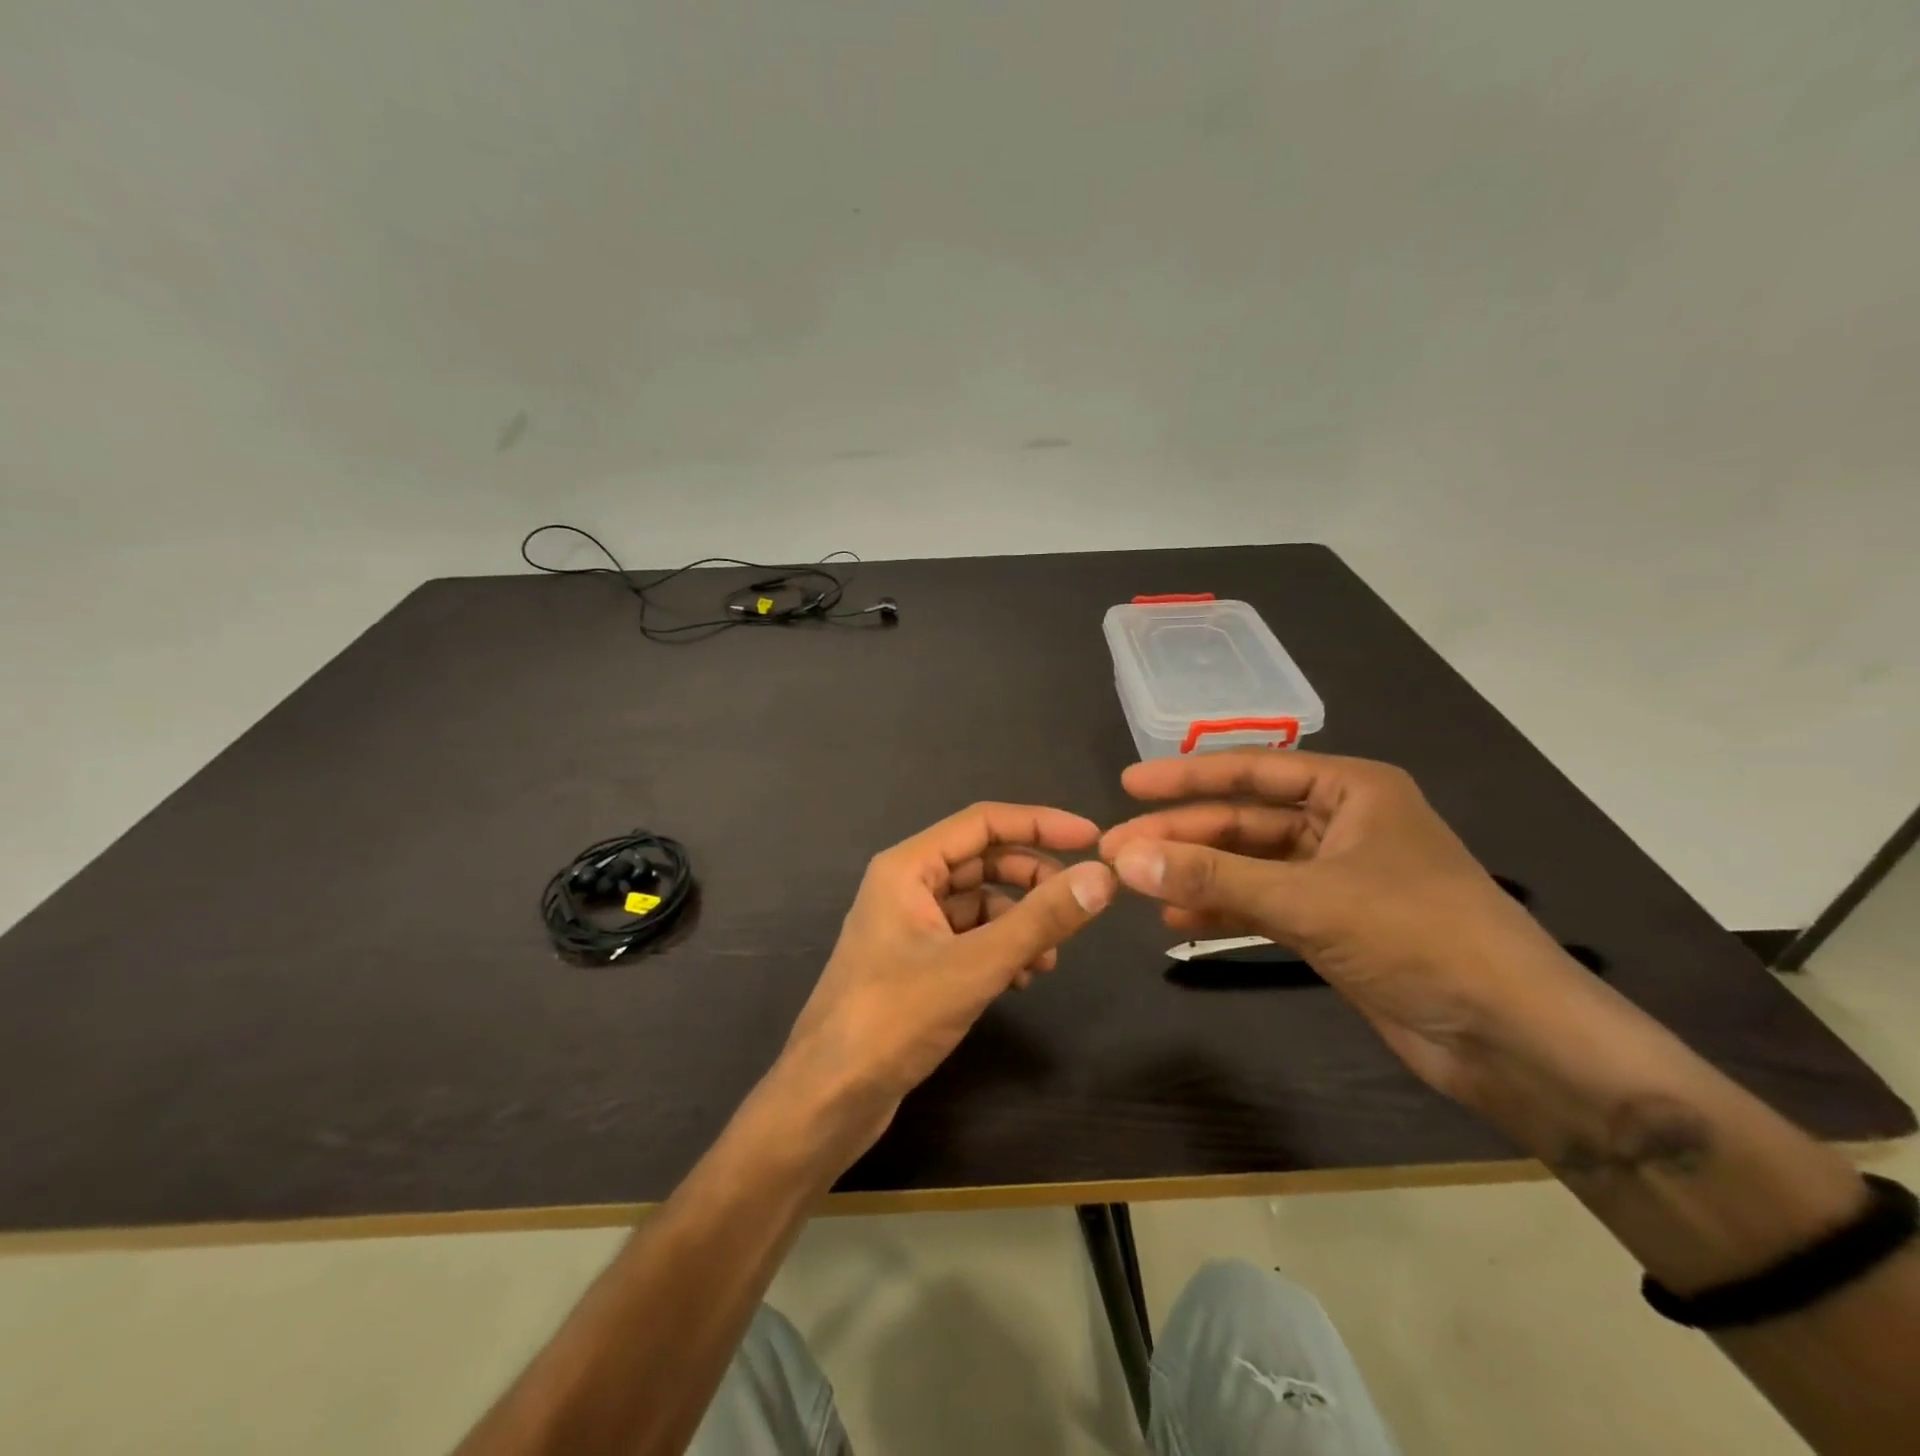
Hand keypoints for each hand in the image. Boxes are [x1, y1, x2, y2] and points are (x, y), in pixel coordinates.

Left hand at [780, 803, 1115, 1150]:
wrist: (828, 1098)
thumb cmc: (893, 1018)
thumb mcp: (976, 965)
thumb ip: (1041, 919)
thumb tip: (1102, 877)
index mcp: (908, 867)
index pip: (984, 822)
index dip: (1040, 824)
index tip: (1092, 839)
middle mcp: (906, 886)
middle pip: (983, 861)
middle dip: (1032, 879)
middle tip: (1077, 903)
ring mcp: (909, 926)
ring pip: (978, 903)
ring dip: (1019, 922)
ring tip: (1049, 959)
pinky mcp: (915, 963)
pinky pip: (968, 938)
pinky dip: (1000, 949)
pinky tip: (1021, 980)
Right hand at [1100, 751, 1591, 1108]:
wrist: (1513, 1037)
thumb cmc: (1418, 936)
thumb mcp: (1307, 898)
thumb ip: (1212, 876)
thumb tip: (1125, 859)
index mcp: (1351, 790)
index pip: (1251, 770)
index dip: (1185, 778)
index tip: (1127, 785)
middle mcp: (1342, 824)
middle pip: (1243, 821)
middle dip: (1181, 836)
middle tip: (1117, 850)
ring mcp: (1337, 877)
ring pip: (1249, 865)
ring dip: (1196, 875)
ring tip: (1137, 886)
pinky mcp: (1334, 925)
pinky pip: (1263, 905)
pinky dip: (1224, 911)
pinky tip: (1178, 922)